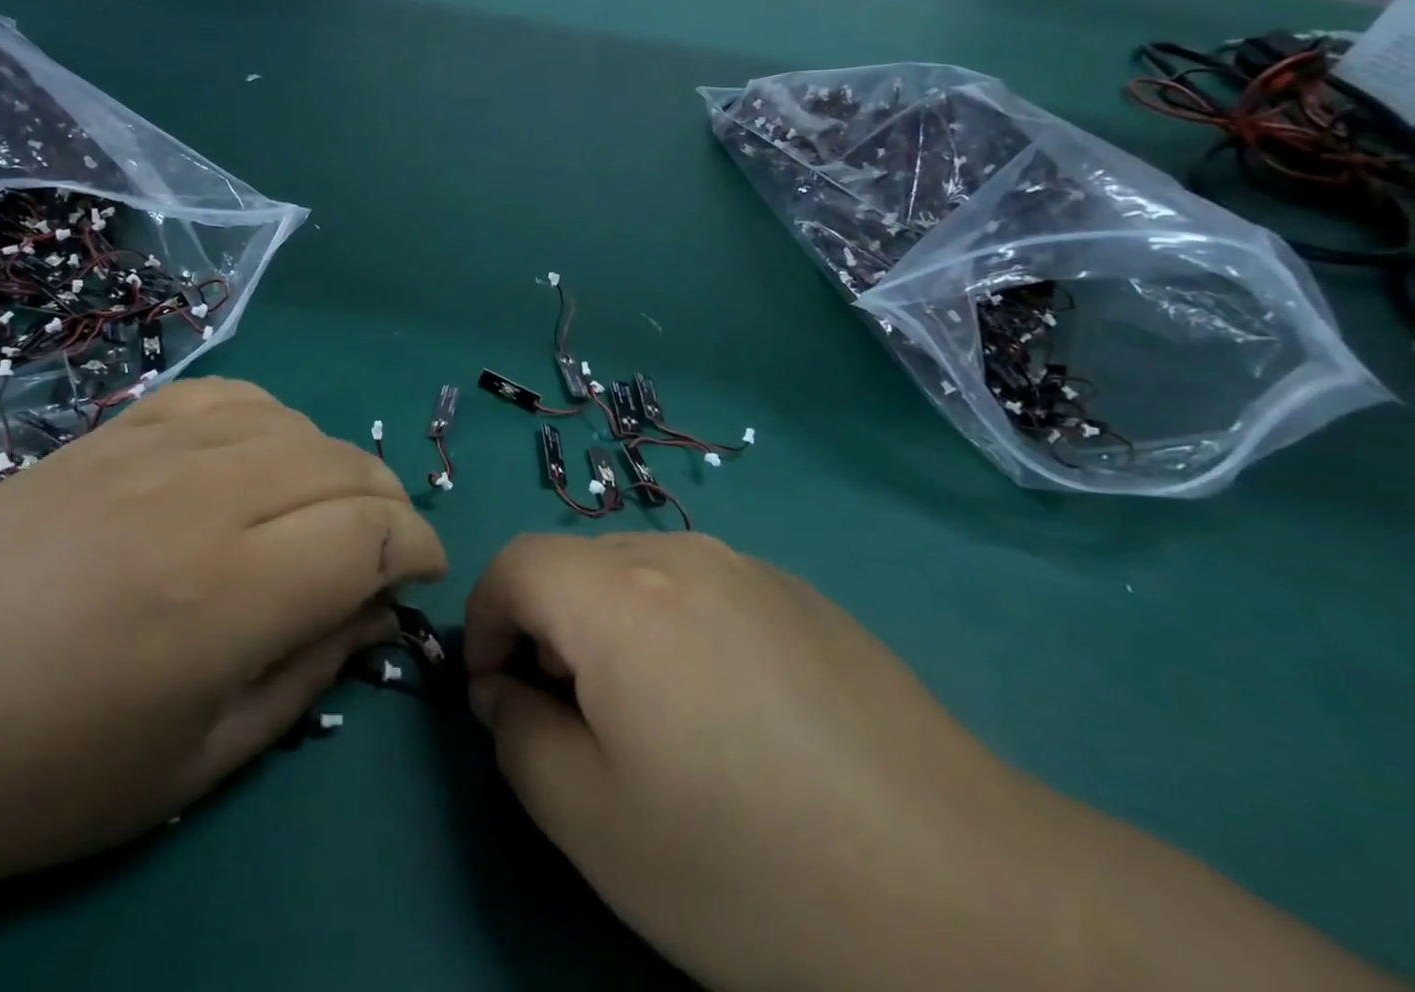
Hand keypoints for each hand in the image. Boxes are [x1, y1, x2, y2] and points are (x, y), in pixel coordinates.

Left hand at [0, 378, 445, 916]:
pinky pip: (228, 395)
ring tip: (323, 508)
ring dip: (334, 464)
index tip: (422, 575)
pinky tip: (258, 458)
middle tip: (385, 548)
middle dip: (389, 504)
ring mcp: (154, 450)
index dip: (419, 548)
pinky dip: (269, 421)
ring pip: (295, 424)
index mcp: (228, 595)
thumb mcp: (198, 762)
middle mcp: (203, 499)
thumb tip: (379, 610)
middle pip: (345, 466)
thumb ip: (309, 673)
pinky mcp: (117, 429)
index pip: (372, 534)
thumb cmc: (44, 771)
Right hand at [465, 534, 1403, 991]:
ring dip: (610, 627)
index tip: (500, 696)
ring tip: (656, 723)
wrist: (963, 895)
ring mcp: (747, 565)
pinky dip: (673, 628)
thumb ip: (517, 738)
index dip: (484, 621)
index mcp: (619, 594)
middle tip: (578, 723)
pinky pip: (699, 586)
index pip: (513, 564)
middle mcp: (679, 552)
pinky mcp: (798, 592)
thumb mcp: (591, 823)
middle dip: (547, 629)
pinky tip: (731, 715)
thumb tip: (508, 691)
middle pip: (573, 563)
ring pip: (636, 571)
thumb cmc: (749, 865)